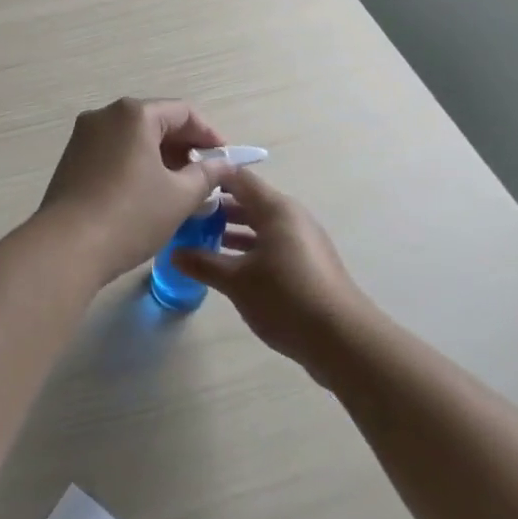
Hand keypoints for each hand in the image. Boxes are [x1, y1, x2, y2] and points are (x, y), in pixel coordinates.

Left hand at [37, 98, 226, 283]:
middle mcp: (104, 115)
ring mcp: (83, 136)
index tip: (225, 161)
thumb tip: (224, 164)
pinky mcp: (71, 159)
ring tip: (180, 190)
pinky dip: (135, 165)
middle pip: (155, 122)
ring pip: (133, 139)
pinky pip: (113, 153)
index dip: (209, 135)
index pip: (183, 113)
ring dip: (160, 158)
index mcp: (133, 114)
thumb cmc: (131, 215)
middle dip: (184, 148)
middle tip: (205, 178)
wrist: (67, 247)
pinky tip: (147, 195)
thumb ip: (207, 175)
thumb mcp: (179, 196)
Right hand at [172, 169, 368, 370]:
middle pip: (248, 200)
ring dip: (231, 231)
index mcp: (275, 209)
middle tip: (184, 219)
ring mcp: (302, 240)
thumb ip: (203, 263)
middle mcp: (291, 216)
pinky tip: (229, 268)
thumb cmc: (286, 298)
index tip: (182, 187)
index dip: (209, 178)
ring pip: (259, 225)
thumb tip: (174, 253)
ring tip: (199, 243)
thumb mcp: (237, 281)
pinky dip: (249, 249)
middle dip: (216, 208)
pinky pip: (271, 244)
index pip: (237, 178)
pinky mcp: (308, 263)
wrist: (343, 340)